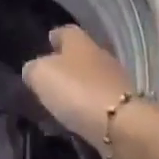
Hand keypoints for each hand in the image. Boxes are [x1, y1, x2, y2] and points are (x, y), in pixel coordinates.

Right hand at [21, 26, 137, 149]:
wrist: (122, 126)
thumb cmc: (77, 91)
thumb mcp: (42, 75)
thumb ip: (34, 70)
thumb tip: (33, 70)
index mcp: (81, 43)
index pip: (66, 32)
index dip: (56, 37)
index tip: (47, 42)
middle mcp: (101, 57)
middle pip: (81, 56)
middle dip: (66, 65)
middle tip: (48, 79)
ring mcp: (116, 83)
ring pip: (91, 80)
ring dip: (77, 90)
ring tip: (58, 105)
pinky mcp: (124, 109)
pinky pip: (99, 105)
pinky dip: (87, 110)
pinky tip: (75, 121)